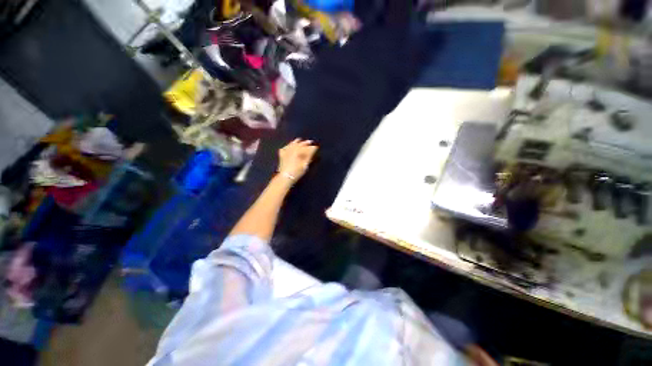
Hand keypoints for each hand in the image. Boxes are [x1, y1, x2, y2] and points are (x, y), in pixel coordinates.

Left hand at [277, 139, 317, 182]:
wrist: (285, 177)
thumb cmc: (297, 172)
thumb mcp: (305, 165)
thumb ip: (309, 156)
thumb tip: (314, 150)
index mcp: (299, 151)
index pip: (307, 147)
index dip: (313, 147)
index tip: (316, 147)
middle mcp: (292, 149)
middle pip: (300, 144)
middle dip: (306, 143)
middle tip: (310, 142)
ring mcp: (286, 151)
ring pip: (292, 143)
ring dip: (297, 142)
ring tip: (300, 140)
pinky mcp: (282, 154)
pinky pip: (285, 147)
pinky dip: (288, 145)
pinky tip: (289, 146)